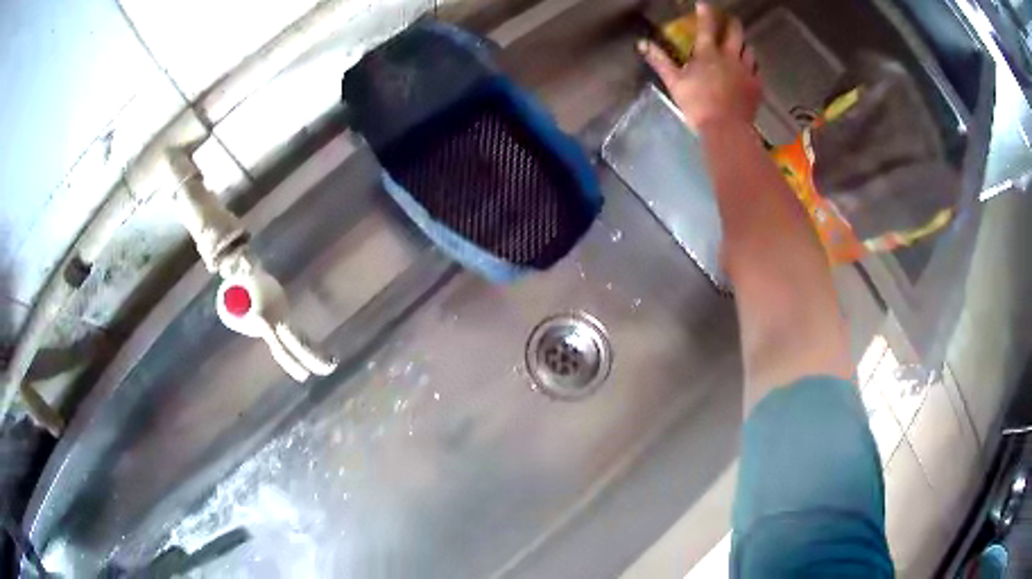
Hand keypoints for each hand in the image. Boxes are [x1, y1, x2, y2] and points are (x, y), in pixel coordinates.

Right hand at [639, 2, 760, 131]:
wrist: (727, 129)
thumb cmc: (697, 105)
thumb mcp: (674, 82)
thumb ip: (660, 61)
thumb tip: (643, 44)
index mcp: (708, 54)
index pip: (706, 26)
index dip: (705, 12)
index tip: (704, 4)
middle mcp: (730, 57)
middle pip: (735, 32)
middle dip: (732, 23)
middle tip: (730, 20)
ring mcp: (747, 71)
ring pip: (749, 49)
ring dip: (743, 44)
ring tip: (740, 45)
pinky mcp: (757, 86)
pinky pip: (757, 70)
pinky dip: (753, 66)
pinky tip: (750, 69)